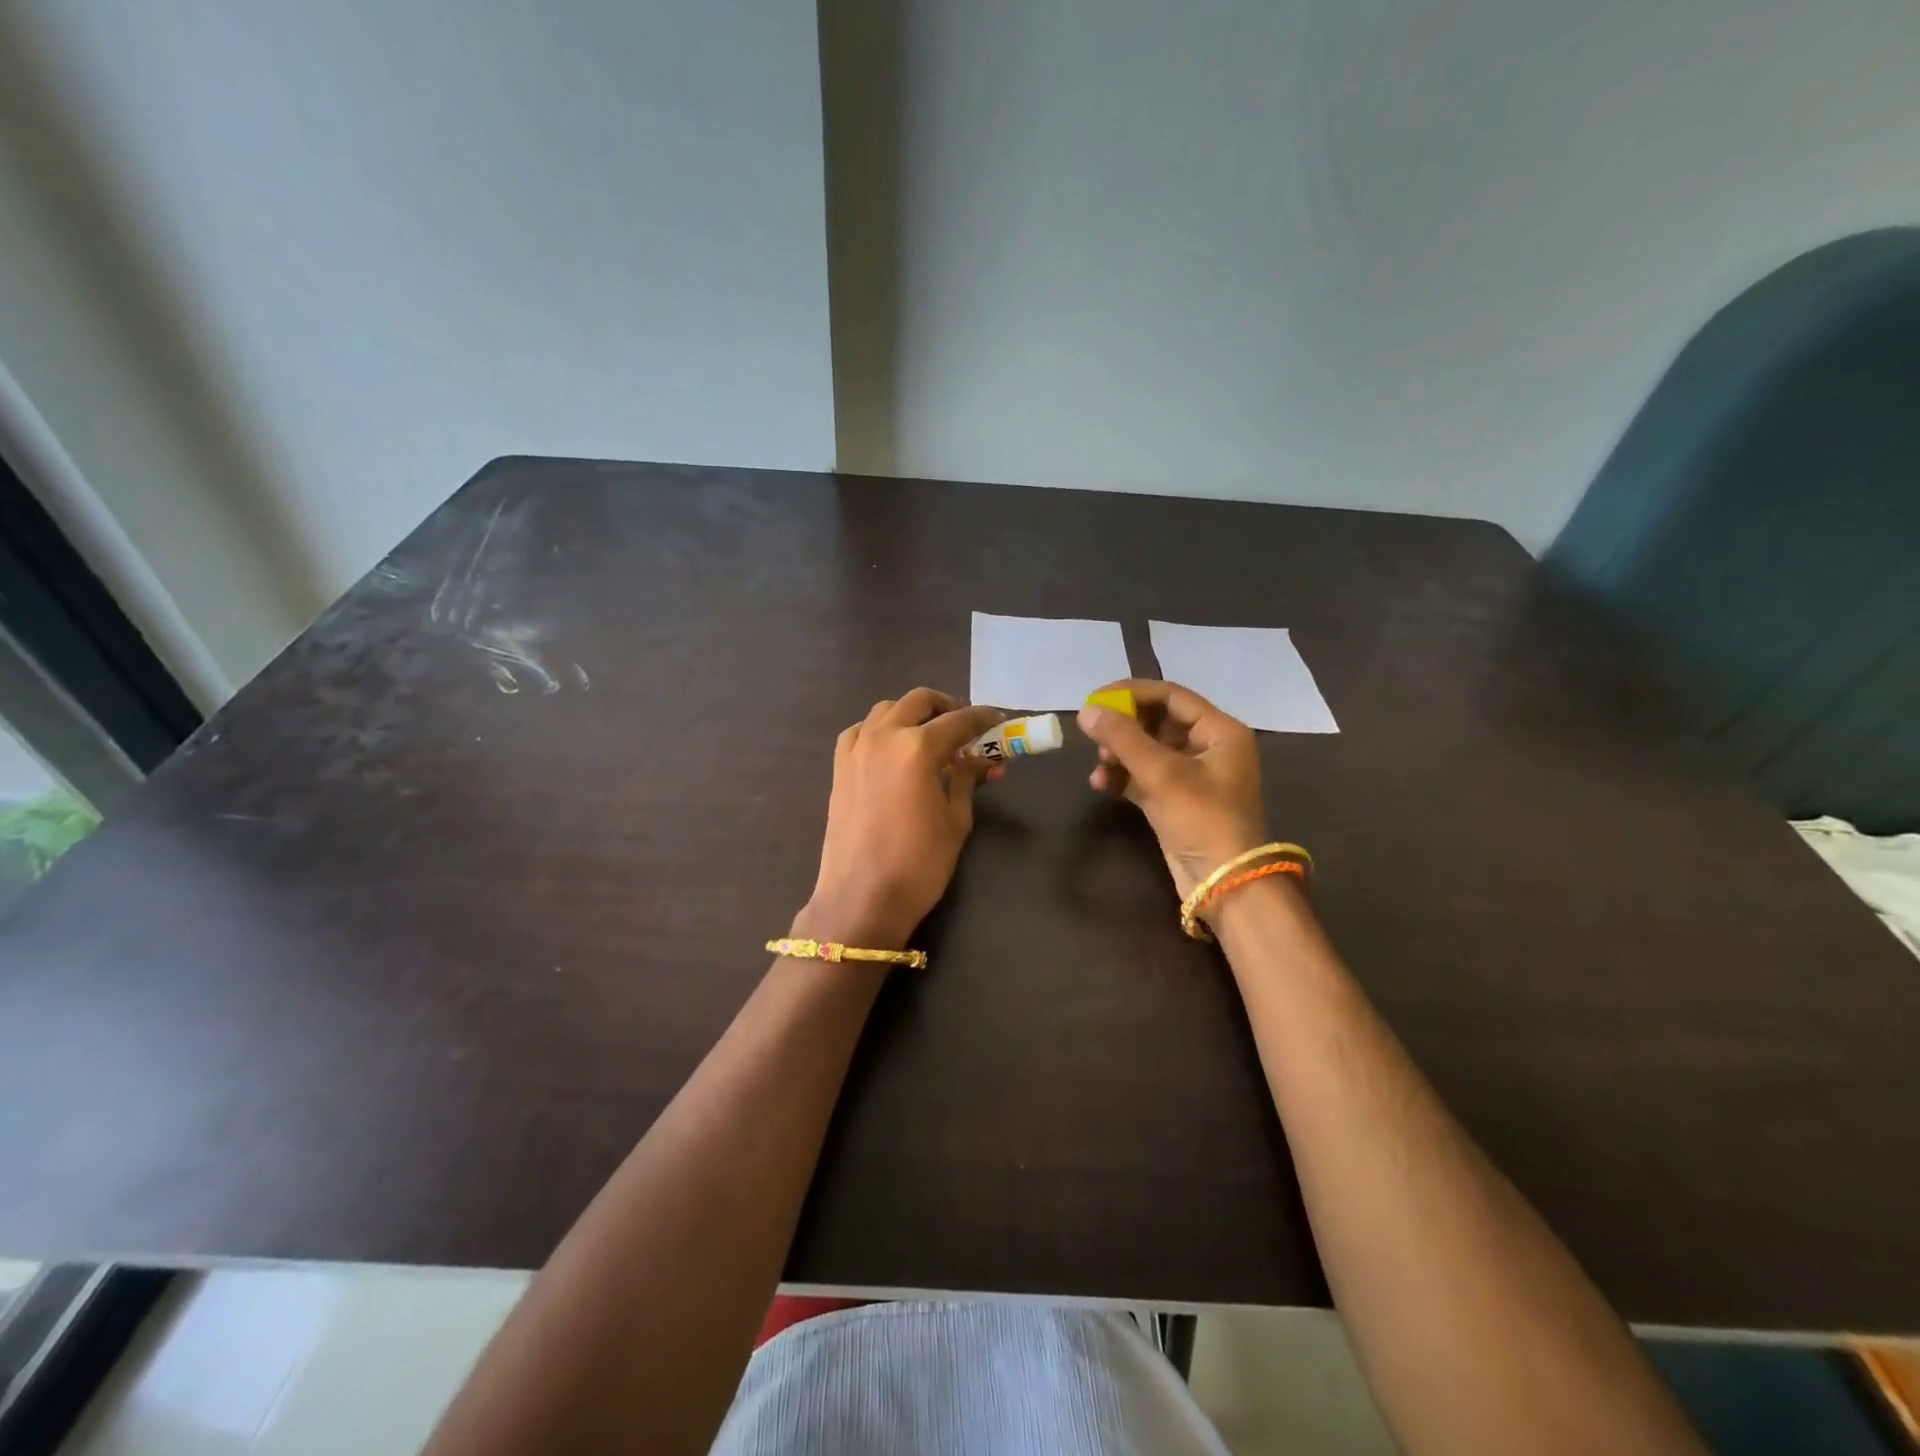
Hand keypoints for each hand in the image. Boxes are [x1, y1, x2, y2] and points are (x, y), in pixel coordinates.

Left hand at [798, 689, 1004, 949]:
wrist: (861, 898)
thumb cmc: (919, 864)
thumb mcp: (956, 820)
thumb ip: (968, 780)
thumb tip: (983, 760)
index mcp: (918, 748)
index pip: (959, 720)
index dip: (983, 718)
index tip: (999, 720)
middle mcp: (884, 736)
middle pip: (919, 701)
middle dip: (947, 707)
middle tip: (966, 727)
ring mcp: (856, 749)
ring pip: (886, 710)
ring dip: (912, 714)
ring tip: (930, 736)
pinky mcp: (839, 767)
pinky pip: (860, 731)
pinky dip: (880, 730)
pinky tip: (892, 749)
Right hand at [1078, 679, 1267, 899]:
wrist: (1223, 883)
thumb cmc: (1202, 819)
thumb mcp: (1162, 773)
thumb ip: (1122, 738)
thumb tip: (1086, 711)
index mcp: (1219, 731)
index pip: (1171, 696)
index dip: (1132, 693)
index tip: (1095, 698)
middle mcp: (1208, 747)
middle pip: (1157, 721)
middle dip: (1124, 728)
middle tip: (1094, 735)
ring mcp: (1191, 775)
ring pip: (1147, 750)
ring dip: (1119, 754)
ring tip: (1100, 765)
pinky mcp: (1175, 800)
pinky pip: (1143, 776)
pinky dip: (1122, 777)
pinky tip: (1101, 784)